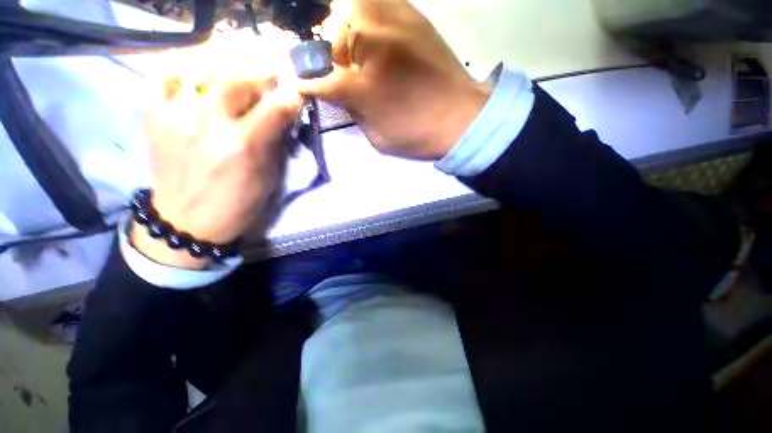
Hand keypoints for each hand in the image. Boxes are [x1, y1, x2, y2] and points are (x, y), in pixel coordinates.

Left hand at [132, 73, 301, 267]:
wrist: (187, 221)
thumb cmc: (238, 203)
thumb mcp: (269, 178)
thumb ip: (275, 142)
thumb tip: (282, 115)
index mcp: (243, 146)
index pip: (274, 107)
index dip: (289, 97)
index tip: (296, 94)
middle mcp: (208, 124)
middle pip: (236, 79)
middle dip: (259, 75)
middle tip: (269, 79)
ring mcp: (175, 116)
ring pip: (201, 70)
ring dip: (226, 69)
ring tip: (236, 76)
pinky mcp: (153, 116)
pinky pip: (164, 77)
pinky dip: (182, 69)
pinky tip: (198, 79)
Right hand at [294, 0, 491, 159]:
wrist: (463, 119)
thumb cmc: (418, 135)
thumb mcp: (379, 137)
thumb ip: (354, 113)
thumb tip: (338, 95)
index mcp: (366, 87)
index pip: (322, 80)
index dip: (308, 83)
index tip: (300, 83)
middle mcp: (375, 46)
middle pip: (332, 32)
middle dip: (326, 49)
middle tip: (334, 65)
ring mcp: (395, 24)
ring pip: (351, 6)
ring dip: (344, 25)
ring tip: (354, 48)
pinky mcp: (414, 16)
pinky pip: (379, 0)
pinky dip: (366, 11)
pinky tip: (373, 33)